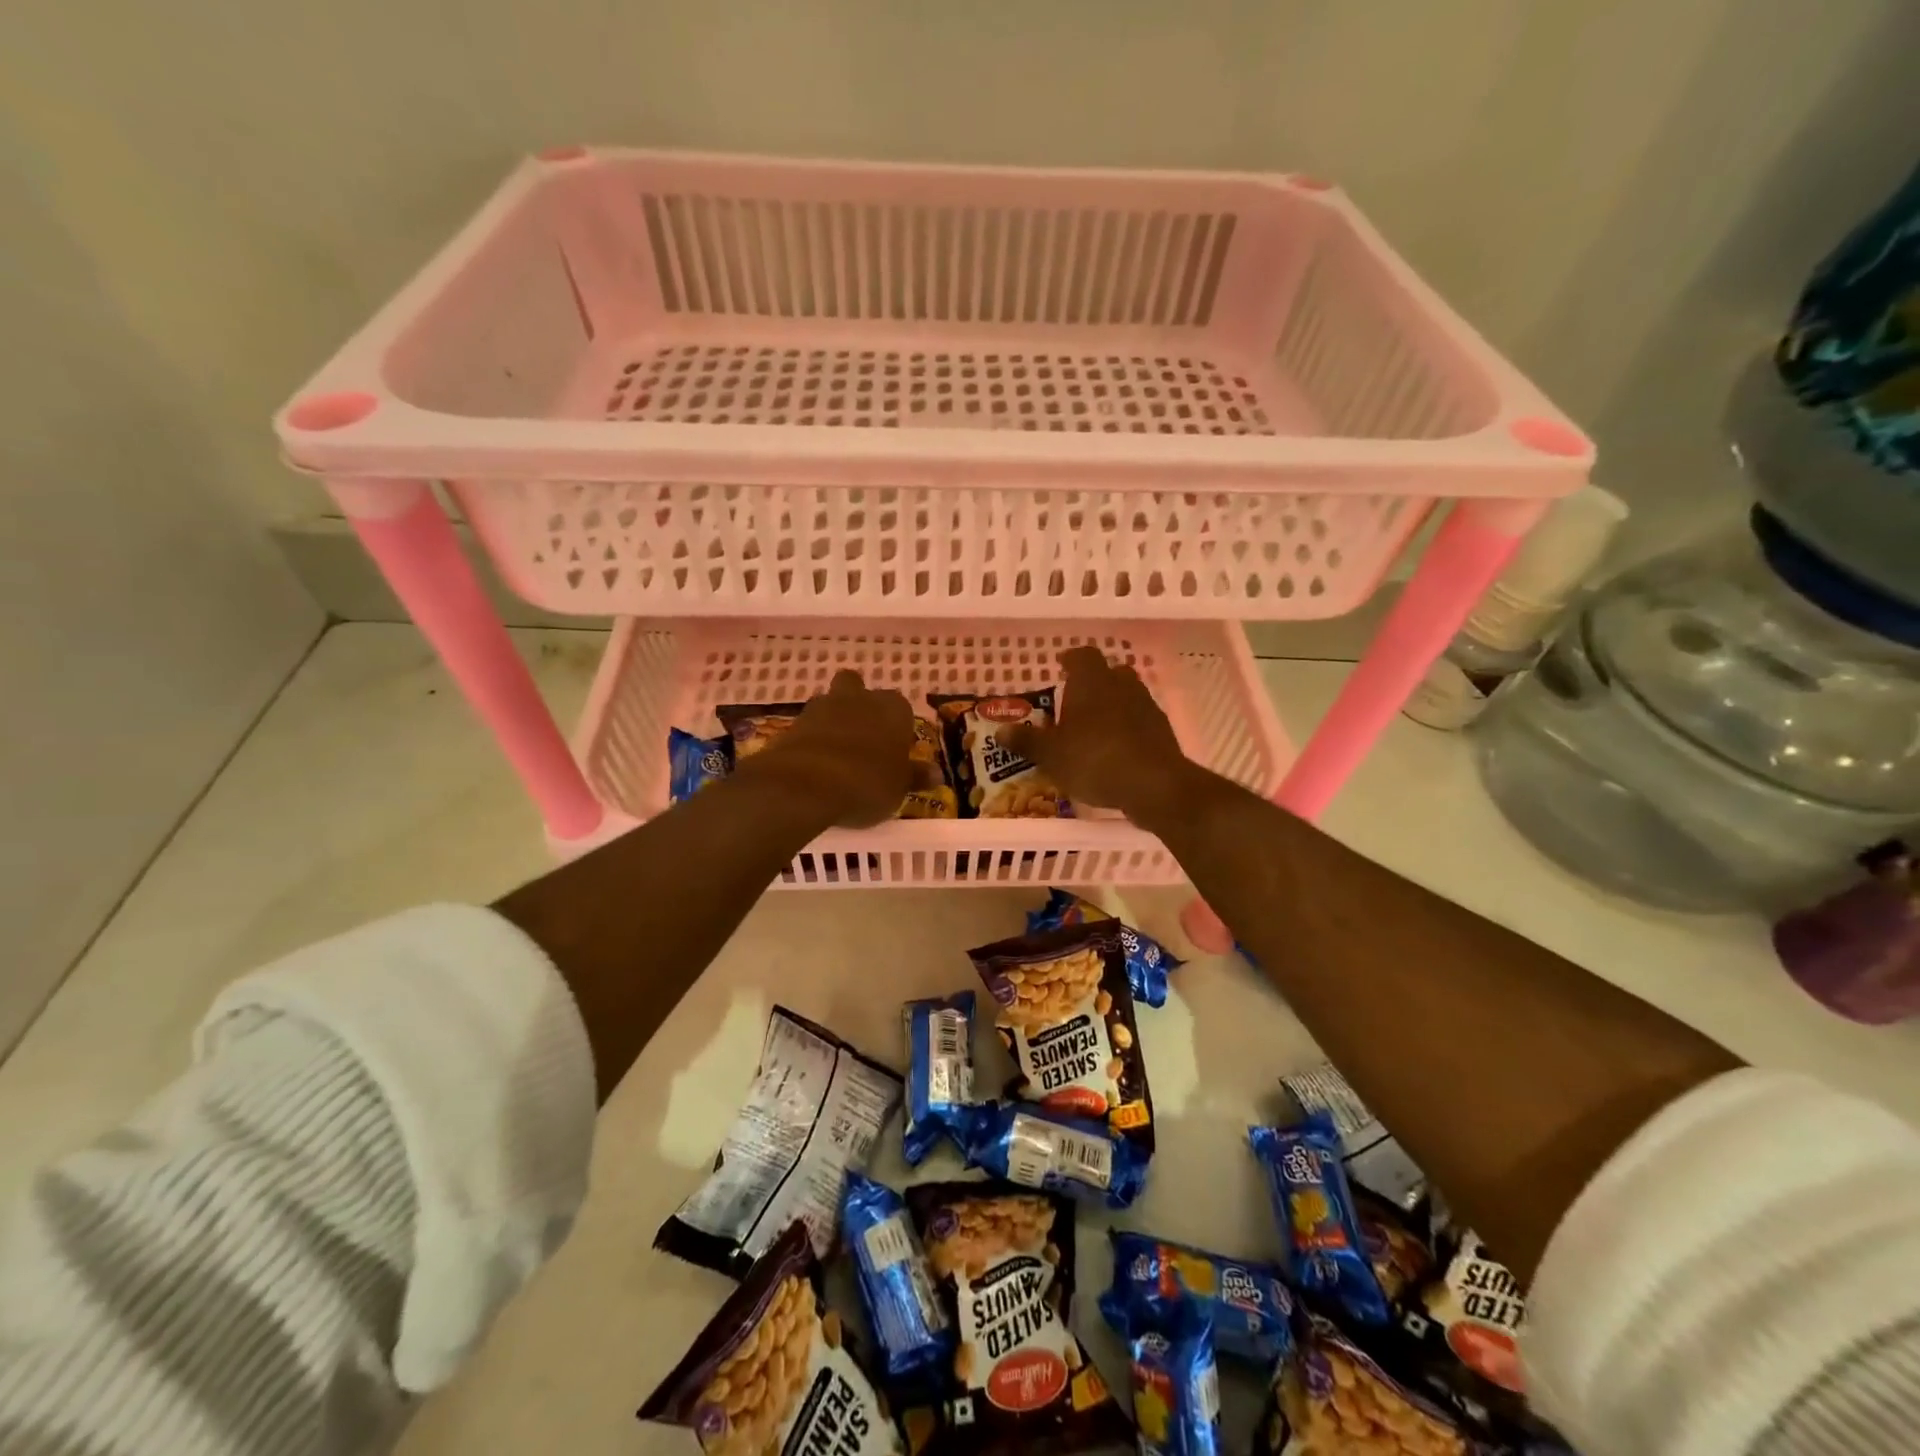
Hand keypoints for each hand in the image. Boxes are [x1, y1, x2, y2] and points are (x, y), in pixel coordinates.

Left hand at [740, 670, 916, 826]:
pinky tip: (815, 767)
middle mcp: (859, 698)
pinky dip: (812, 741)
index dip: (898, 728)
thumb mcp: (899, 788)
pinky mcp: (792, 724)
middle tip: (863, 738)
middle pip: (858, 689)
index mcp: (893, 708)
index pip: (901, 709)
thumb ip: (915, 777)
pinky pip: (808, 728)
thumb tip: (935, 774)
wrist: (806, 785)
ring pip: (830, 704)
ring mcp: (821, 707)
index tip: (895, 752)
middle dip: (859, 706)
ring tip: (836, 755)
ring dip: (833, 722)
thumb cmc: (868, 783)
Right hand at [1002, 647, 1198, 827]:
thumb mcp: (1051, 754)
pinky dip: (1128, 728)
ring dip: (1112, 705)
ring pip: (1127, 695)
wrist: (1152, 784)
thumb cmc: (1093, 759)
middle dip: (1094, 682)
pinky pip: (1140, 720)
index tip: (1061, 666)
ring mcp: (1146, 707)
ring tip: (1094, 727)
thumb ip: (1027, 741)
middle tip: (1076, 699)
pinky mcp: (1162, 731)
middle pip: (1109, 672)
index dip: (1071, 659)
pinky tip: (1116, 749)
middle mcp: (1122, 685)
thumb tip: (1000, 731)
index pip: (1082, 656)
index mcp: (1091, 681)